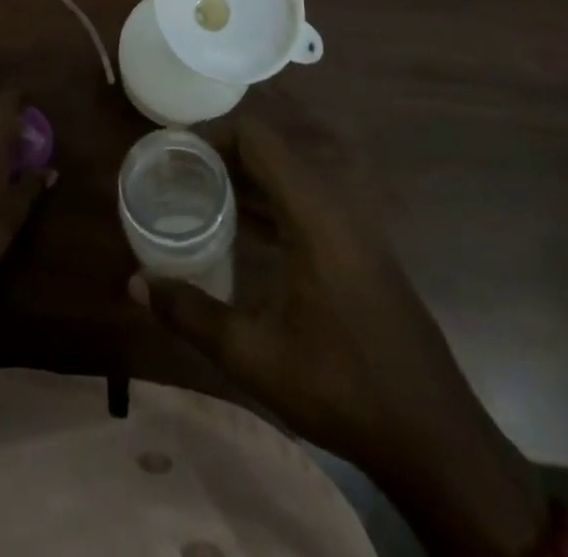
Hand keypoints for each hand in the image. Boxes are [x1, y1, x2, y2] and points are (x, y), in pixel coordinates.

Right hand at [132, 86, 546, 556]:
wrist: (433, 433)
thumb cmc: (342, 387)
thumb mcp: (255, 356)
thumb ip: (191, 315)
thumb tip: (133, 285)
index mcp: (314, 210)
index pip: (257, 137)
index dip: (212, 134)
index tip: (173, 153)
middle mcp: (337, 199)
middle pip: (273, 147)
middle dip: (223, 152)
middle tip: (179, 173)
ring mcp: (355, 219)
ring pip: (292, 169)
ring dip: (247, 174)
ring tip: (201, 192)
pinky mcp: (362, 240)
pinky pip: (308, 194)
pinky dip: (271, 196)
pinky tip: (242, 225)